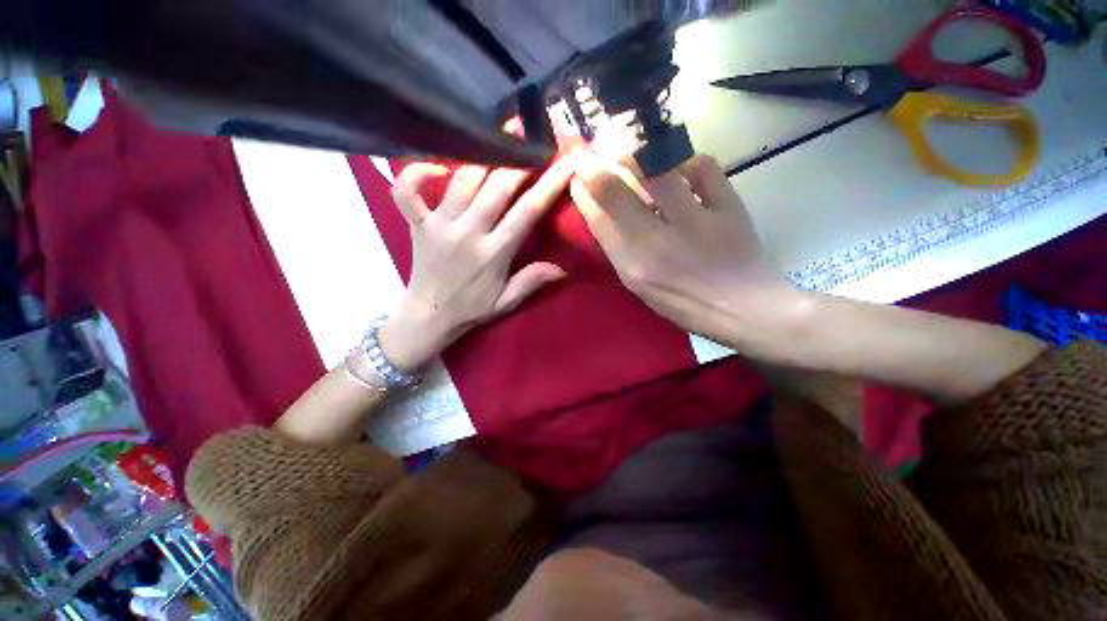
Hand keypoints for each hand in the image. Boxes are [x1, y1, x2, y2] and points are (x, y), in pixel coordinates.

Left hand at [379, 158, 573, 370]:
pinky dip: (416, 173)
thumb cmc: (471, 307)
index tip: (566, 162)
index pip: (527, 212)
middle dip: (516, 158)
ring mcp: (439, 225)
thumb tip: (563, 268)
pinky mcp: (416, 223)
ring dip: (480, 157)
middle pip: (497, 187)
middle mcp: (468, 233)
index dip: (549, 184)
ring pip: (461, 180)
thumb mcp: (506, 301)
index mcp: (494, 253)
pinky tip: (436, 167)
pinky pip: (407, 191)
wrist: (428, 314)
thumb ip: (531, 281)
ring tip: (494, 137)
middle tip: (526, 132)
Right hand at [569, 151, 795, 343]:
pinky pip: (703, 167)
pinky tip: (681, 165)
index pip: (597, 220)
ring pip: (656, 170)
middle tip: (592, 150)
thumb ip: (618, 249)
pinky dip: (687, 160)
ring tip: (630, 148)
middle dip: (595, 165)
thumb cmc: (683, 302)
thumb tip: (600, 209)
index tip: (577, 173)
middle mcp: (657, 242)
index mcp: (633, 266)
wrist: (741, 307)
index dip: (583, 191)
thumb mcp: (640, 285)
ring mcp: (694, 221)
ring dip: (635, 153)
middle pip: (616, 191)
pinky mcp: (728, 208)